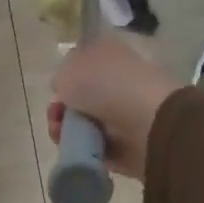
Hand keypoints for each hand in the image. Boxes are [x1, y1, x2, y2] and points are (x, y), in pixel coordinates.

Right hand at [49, 37, 184, 180]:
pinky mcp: (130, 144)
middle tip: (55, 116)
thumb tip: (66, 89)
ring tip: (61, 135)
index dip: (65, 76)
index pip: (83, 62)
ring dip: (68, 130)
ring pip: (86, 123)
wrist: (148, 122)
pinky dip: (84, 150)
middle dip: (62, 109)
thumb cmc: (105, 84)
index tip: (56, 89)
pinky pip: (98, 147)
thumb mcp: (69, 68)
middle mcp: (119, 79)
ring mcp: (126, 112)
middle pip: (82, 96)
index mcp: (109, 53)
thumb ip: (61, 77)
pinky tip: (76, 149)